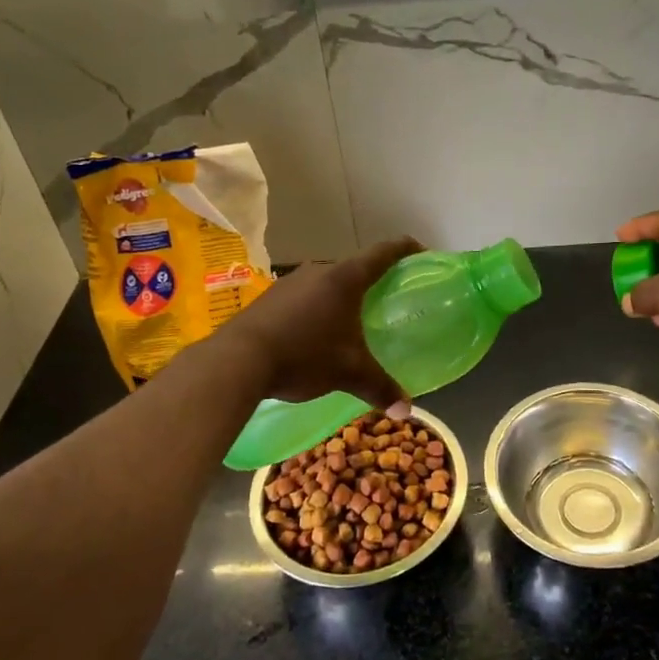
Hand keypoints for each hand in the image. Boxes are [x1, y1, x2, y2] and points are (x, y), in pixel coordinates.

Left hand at [224, 237, 422, 411]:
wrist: (237, 360)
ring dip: (339, 297)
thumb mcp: (348, 373)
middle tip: (384, 301)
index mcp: (345, 279)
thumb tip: (406, 411)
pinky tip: (313, 335)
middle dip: (370, 282)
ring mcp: (289, 282)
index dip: (406, 249)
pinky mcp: (268, 297)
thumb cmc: (305, 355)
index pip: (384, 253)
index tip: (421, 253)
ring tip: (349, 321)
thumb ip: (380, 387)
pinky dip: (315, 309)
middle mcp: (318, 271)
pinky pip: (302, 297)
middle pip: (353, 268)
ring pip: (325, 283)